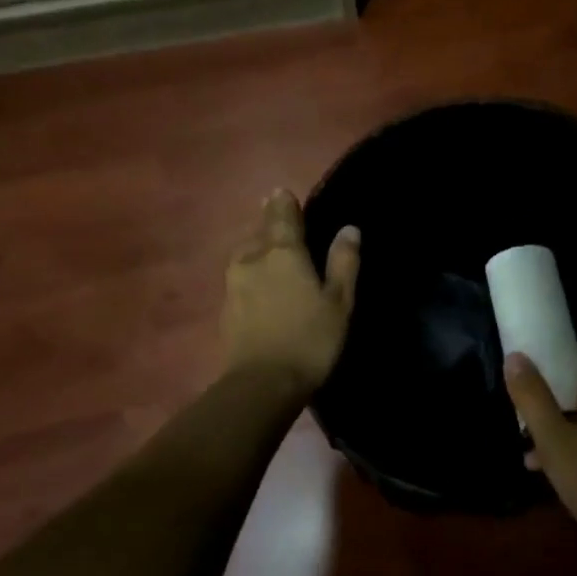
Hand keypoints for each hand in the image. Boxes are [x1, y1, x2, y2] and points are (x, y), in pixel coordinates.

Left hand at [223, 190, 359, 394]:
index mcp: (283, 253)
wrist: (262, 383)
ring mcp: (234, 283)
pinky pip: (238, 275)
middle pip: (259, 231)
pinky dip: (249, 268)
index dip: (284, 203)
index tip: (282, 191)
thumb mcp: (339, 302)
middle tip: (275, 211)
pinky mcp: (226, 307)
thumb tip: (349, 228)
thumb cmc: (310, 339)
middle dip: (267, 220)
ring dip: (254, 243)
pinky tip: (256, 278)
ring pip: (244, 252)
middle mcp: (253, 259)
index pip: (282, 216)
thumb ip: (343, 263)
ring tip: (264, 243)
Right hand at [505, 345, 576, 565]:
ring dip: (562, 425)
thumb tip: (515, 355)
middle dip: (557, 394)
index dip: (569, 351)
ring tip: (529, 447)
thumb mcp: (554, 439)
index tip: (541, 362)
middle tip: (527, 406)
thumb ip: (533, 397)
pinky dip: (576, 448)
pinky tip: (551, 473)